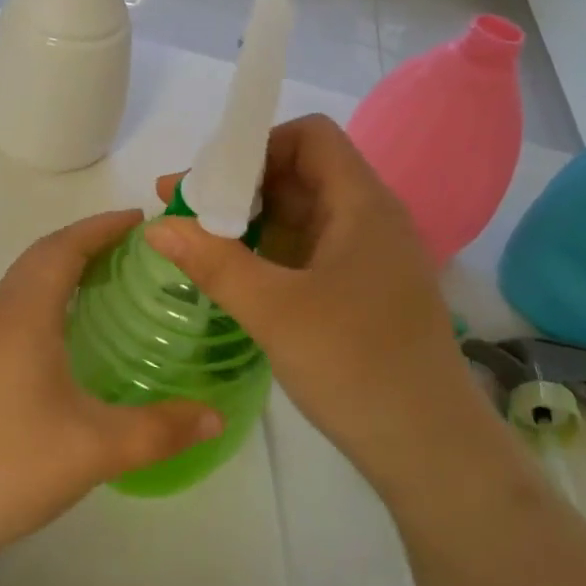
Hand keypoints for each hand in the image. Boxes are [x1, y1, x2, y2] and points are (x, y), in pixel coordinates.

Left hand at [0, 211, 220, 571]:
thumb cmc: (10, 465)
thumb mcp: (96, 448)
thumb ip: (161, 429)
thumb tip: (216, 416)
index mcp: (24, 316)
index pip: (63, 248)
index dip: (101, 227)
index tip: (142, 220)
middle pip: (42, 257)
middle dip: (87, 242)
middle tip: (137, 250)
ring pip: (25, 284)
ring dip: (65, 269)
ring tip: (112, 282)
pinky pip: (17, 310)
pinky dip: (49, 299)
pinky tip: (72, 335)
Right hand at [146, 114, 497, 495]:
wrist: (428, 447)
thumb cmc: (355, 365)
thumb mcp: (274, 311)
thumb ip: (213, 262)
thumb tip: (156, 226)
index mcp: (362, 205)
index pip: (310, 138)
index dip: (257, 146)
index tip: (209, 181)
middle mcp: (369, 220)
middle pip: (300, 174)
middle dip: (240, 186)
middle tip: (182, 210)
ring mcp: (367, 258)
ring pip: (302, 215)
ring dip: (250, 222)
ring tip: (196, 242)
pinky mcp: (361, 292)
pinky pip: (308, 252)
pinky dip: (268, 253)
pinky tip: (233, 275)